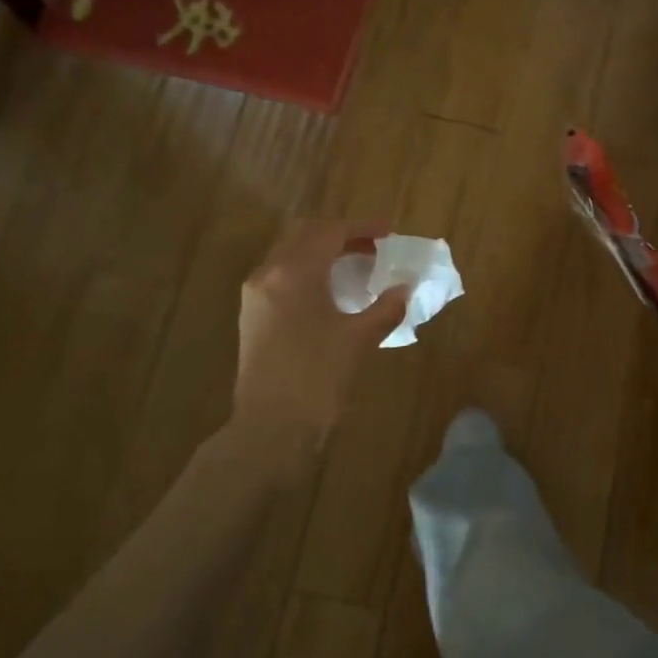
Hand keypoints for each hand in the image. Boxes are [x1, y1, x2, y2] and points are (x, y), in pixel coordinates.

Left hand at [233, 219, 407, 441]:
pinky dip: (309, 275)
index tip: (389, 233)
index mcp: (293, 273)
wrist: (271, 428)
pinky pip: (283, 279)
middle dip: (340, 236)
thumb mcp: (358, 340)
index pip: (329, 232)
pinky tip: (333, 295)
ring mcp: (256, 297)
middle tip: (373, 248)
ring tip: (357, 269)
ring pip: (290, 257)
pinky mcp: (254, 318)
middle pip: (304, 237)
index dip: (362, 229)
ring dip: (323, 255)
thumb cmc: (317, 378)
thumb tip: (403, 291)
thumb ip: (384, 309)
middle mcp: (268, 275)